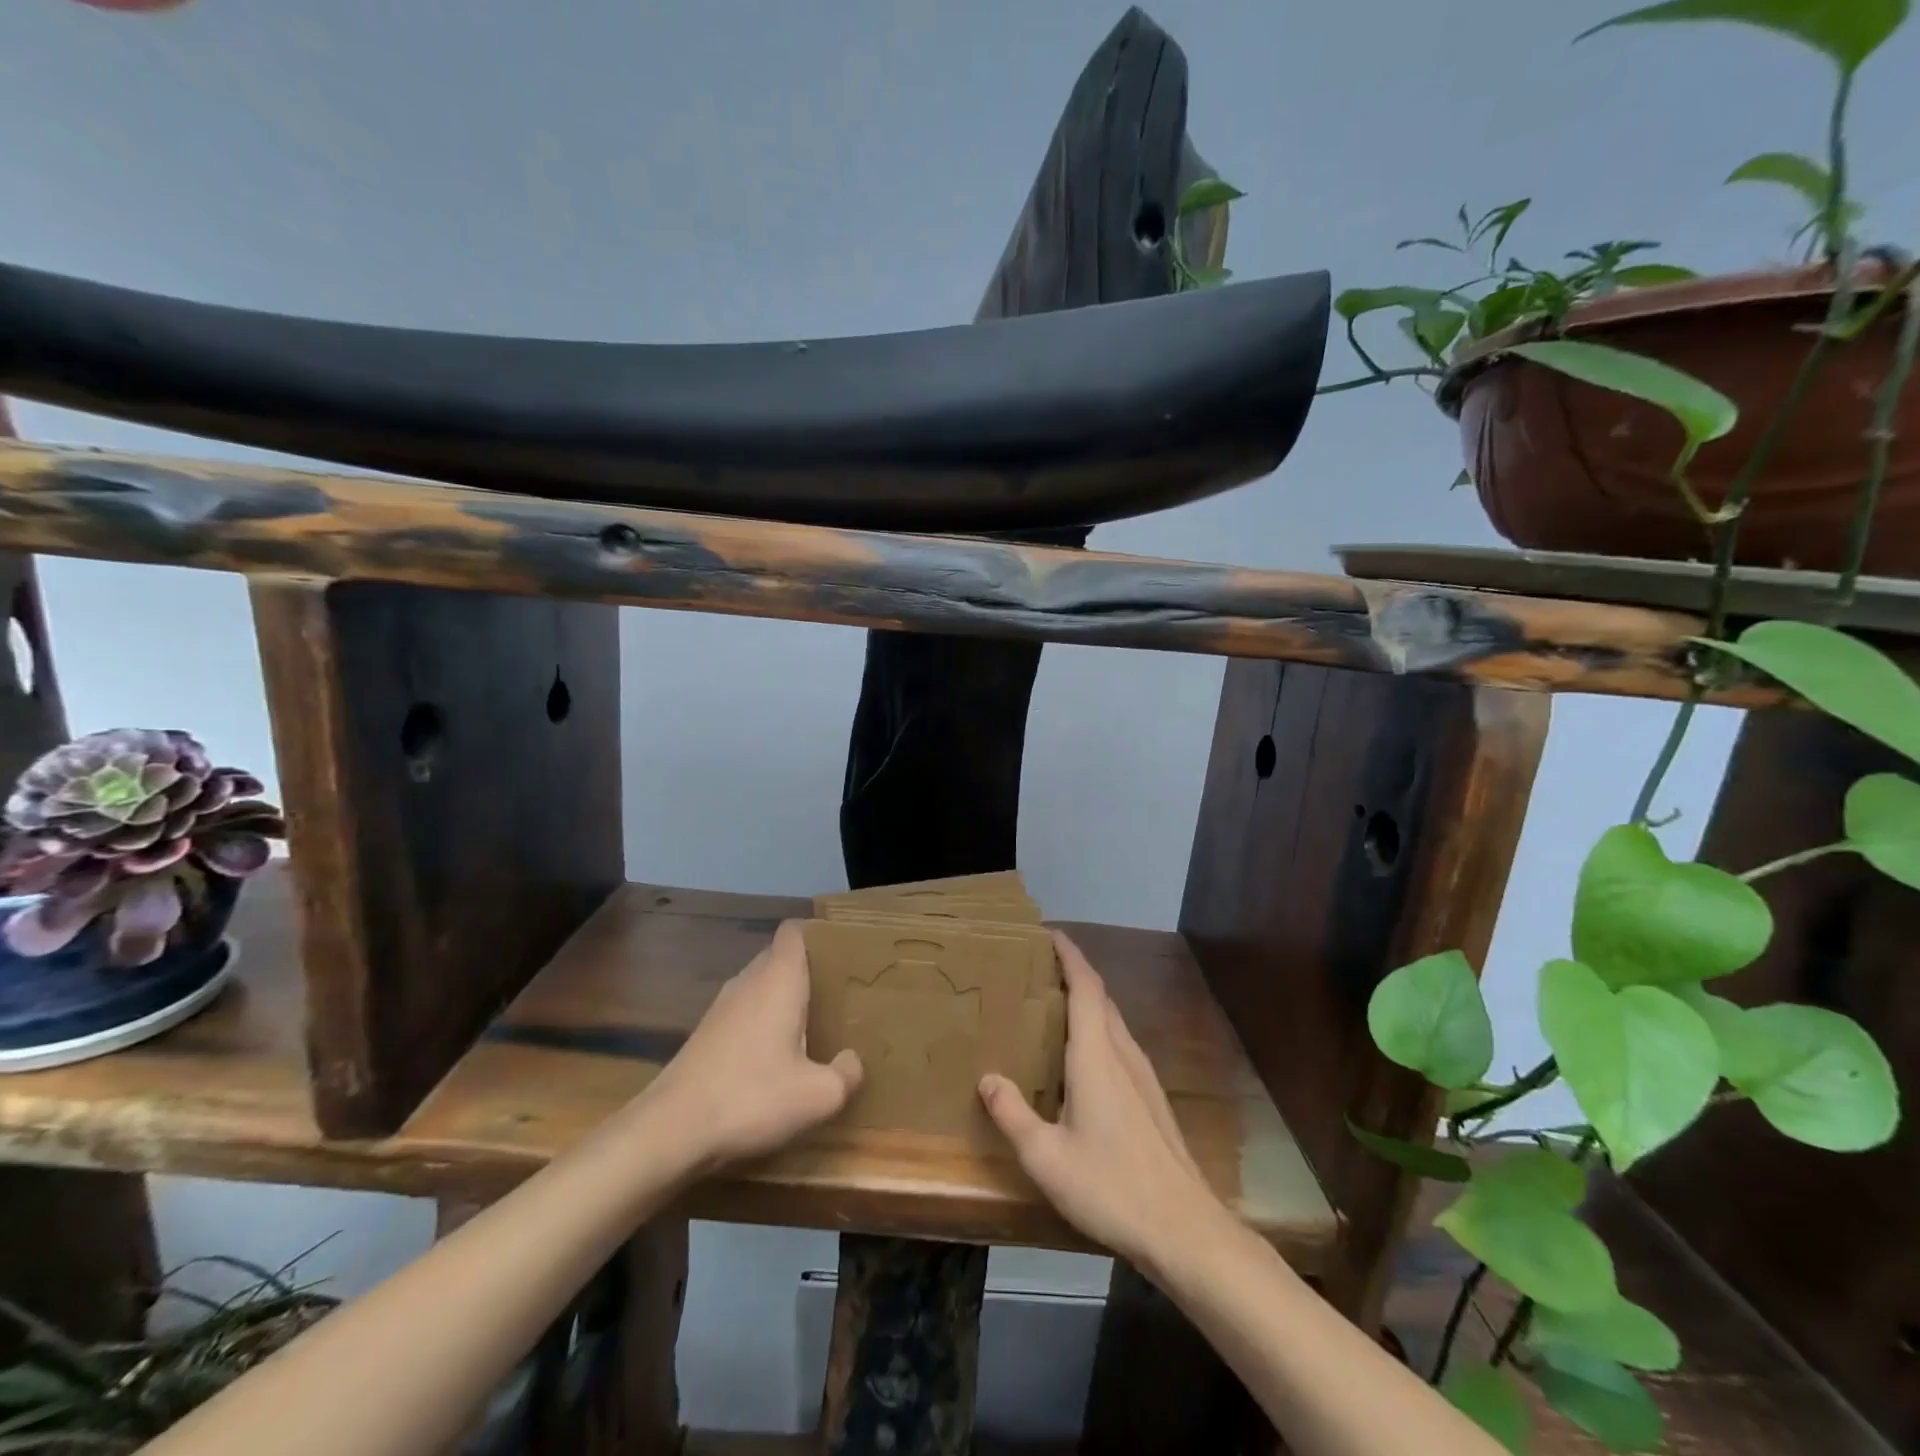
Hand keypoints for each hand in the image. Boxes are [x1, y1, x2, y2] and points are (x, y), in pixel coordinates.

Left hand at [641, 920, 861, 1173]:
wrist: (671, 1131)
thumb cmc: (752, 1097)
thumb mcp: (817, 1096)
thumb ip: (846, 1074)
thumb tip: (852, 1060)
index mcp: (779, 979)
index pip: (794, 932)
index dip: (817, 936)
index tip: (841, 954)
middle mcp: (748, 981)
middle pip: (779, 957)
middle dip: (807, 970)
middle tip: (836, 994)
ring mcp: (722, 1007)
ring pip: (760, 985)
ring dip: (783, 999)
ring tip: (812, 1025)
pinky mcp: (706, 1034)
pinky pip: (744, 1011)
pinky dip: (762, 1022)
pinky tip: (775, 1057)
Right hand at [979, 932, 1233, 1270]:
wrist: (1182, 1228)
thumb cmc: (1110, 1186)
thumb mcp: (1046, 1157)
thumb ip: (1013, 1115)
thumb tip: (988, 1078)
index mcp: (1096, 1056)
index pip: (1086, 987)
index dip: (1070, 956)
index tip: (1051, 934)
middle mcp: (1123, 1054)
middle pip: (1101, 998)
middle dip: (1075, 975)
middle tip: (1041, 969)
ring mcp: (1143, 1076)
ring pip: (1114, 1022)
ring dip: (1089, 1003)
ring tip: (1056, 1008)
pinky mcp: (1152, 1098)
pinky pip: (1121, 1045)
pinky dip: (1099, 1031)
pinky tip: (1084, 1061)